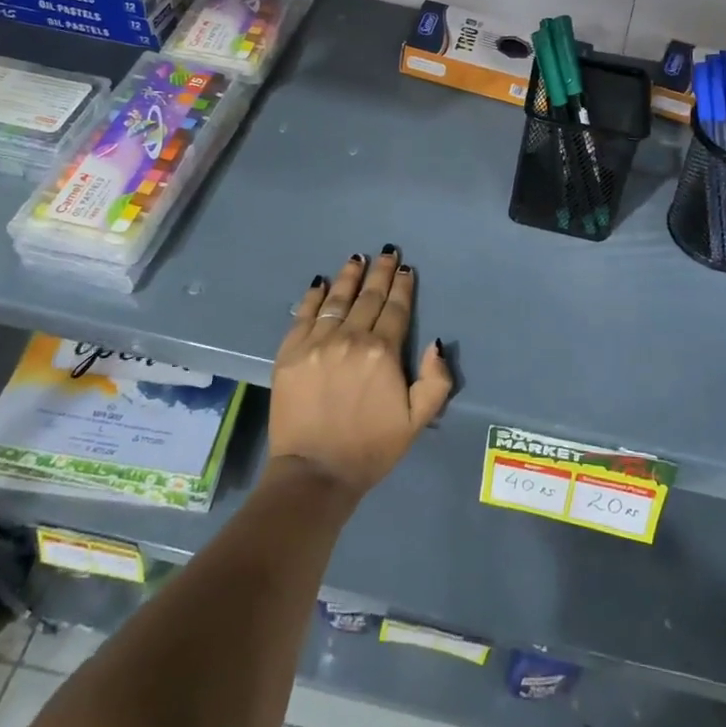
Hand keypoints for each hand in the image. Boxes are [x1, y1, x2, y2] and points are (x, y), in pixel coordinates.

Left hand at [269, 247, 452, 497]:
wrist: (315, 472)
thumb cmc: (371, 448)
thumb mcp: (417, 421)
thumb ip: (435, 381)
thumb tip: (435, 343)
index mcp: (383, 352)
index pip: (396, 309)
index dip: (403, 287)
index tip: (406, 269)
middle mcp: (350, 338)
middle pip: (368, 297)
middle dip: (380, 273)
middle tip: (387, 253)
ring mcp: (316, 343)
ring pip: (337, 299)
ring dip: (349, 276)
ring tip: (357, 258)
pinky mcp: (290, 352)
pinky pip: (304, 314)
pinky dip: (314, 296)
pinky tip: (321, 283)